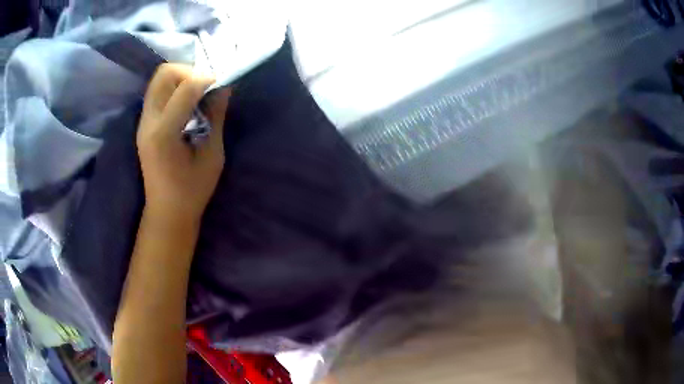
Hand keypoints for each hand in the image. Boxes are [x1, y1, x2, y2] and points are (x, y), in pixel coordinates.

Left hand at [137, 64, 229, 224]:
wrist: (167, 212)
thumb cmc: (192, 191)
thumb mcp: (212, 155)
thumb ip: (216, 117)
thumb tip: (224, 87)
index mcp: (164, 133)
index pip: (185, 88)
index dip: (207, 79)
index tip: (222, 85)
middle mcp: (148, 122)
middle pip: (164, 74)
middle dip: (189, 72)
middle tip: (205, 87)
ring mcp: (143, 123)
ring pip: (158, 80)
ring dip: (181, 79)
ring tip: (197, 96)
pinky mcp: (144, 125)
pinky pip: (157, 92)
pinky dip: (174, 89)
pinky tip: (187, 105)